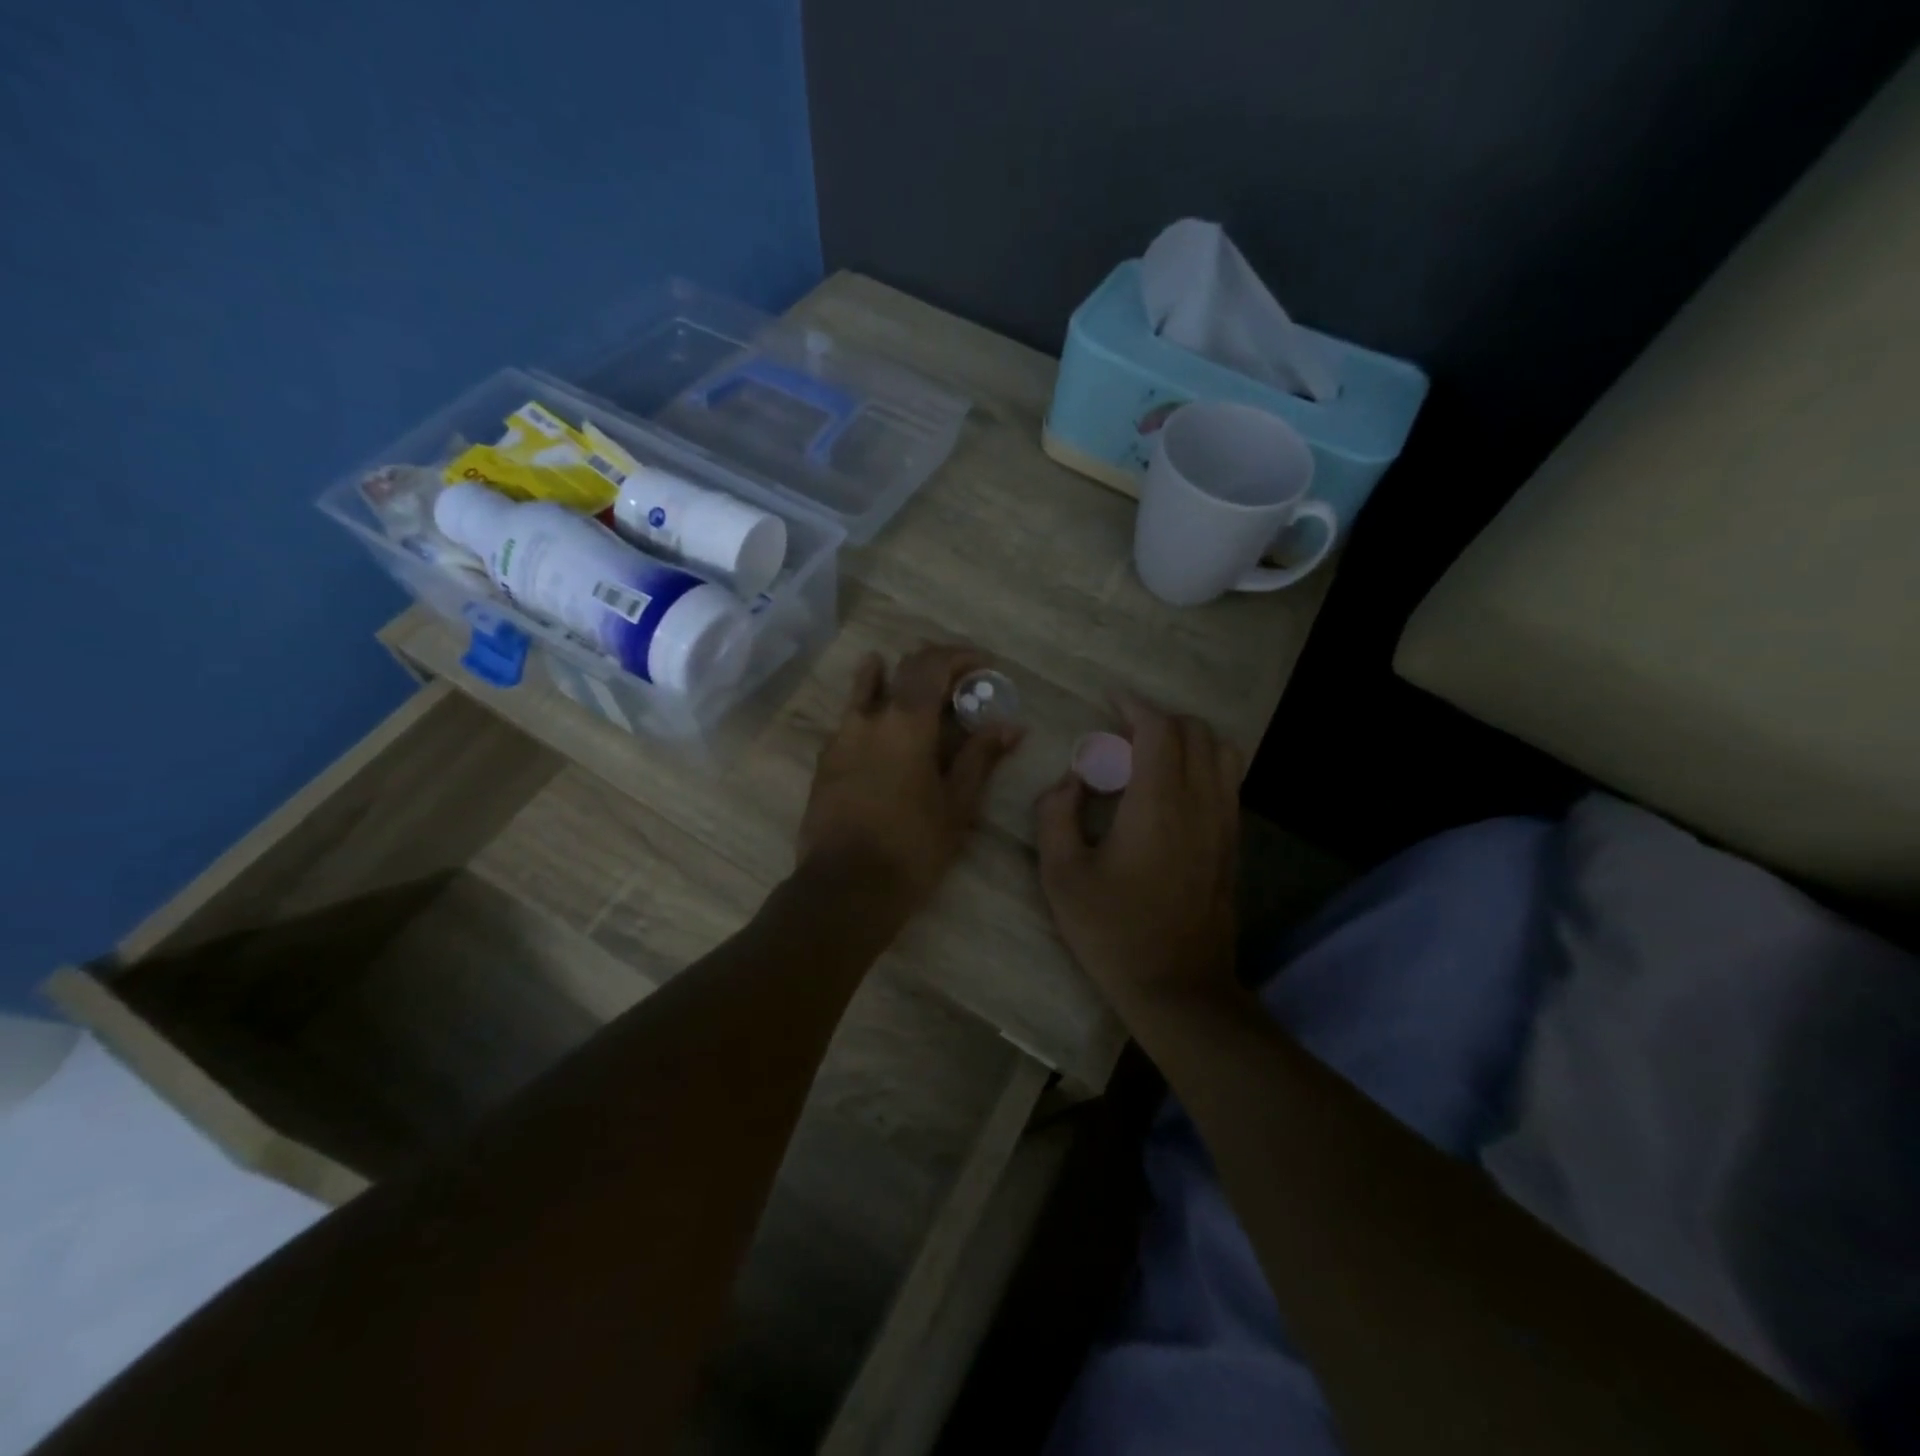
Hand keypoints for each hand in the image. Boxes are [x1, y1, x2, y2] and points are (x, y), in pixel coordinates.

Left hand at [798, 645, 1022, 910]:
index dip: (960, 656)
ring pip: (866, 689)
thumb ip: (981, 757)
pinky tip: (883, 731)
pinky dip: (872, 711)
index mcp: (906, 722)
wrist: (846, 887)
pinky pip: (851, 720)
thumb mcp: (957, 804)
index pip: (932, 665)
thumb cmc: (912, 846)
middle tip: (958, 681)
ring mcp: (840, 737)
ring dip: (892, 678)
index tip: (984, 665)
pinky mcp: (825, 761)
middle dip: (933, 666)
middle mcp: (869, 717)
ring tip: (912, 689)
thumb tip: (1011, 725)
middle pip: (901, 670)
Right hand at [1036, 696, 1241, 1013]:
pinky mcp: (1232, 844)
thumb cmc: (1112, 931)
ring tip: (1151, 757)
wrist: (1177, 987)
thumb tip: (1069, 781)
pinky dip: (1203, 765)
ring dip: (1187, 740)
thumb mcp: (1061, 875)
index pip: (1159, 730)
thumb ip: (1055, 814)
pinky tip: (1172, 791)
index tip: (1110, 700)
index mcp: (1158, 804)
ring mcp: (1224, 824)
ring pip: (1222, 753)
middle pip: (1196, 732)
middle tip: (1121, 736)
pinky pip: (1227, 782)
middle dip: (1158, 720)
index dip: (1134, 706)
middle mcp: (1200, 803)